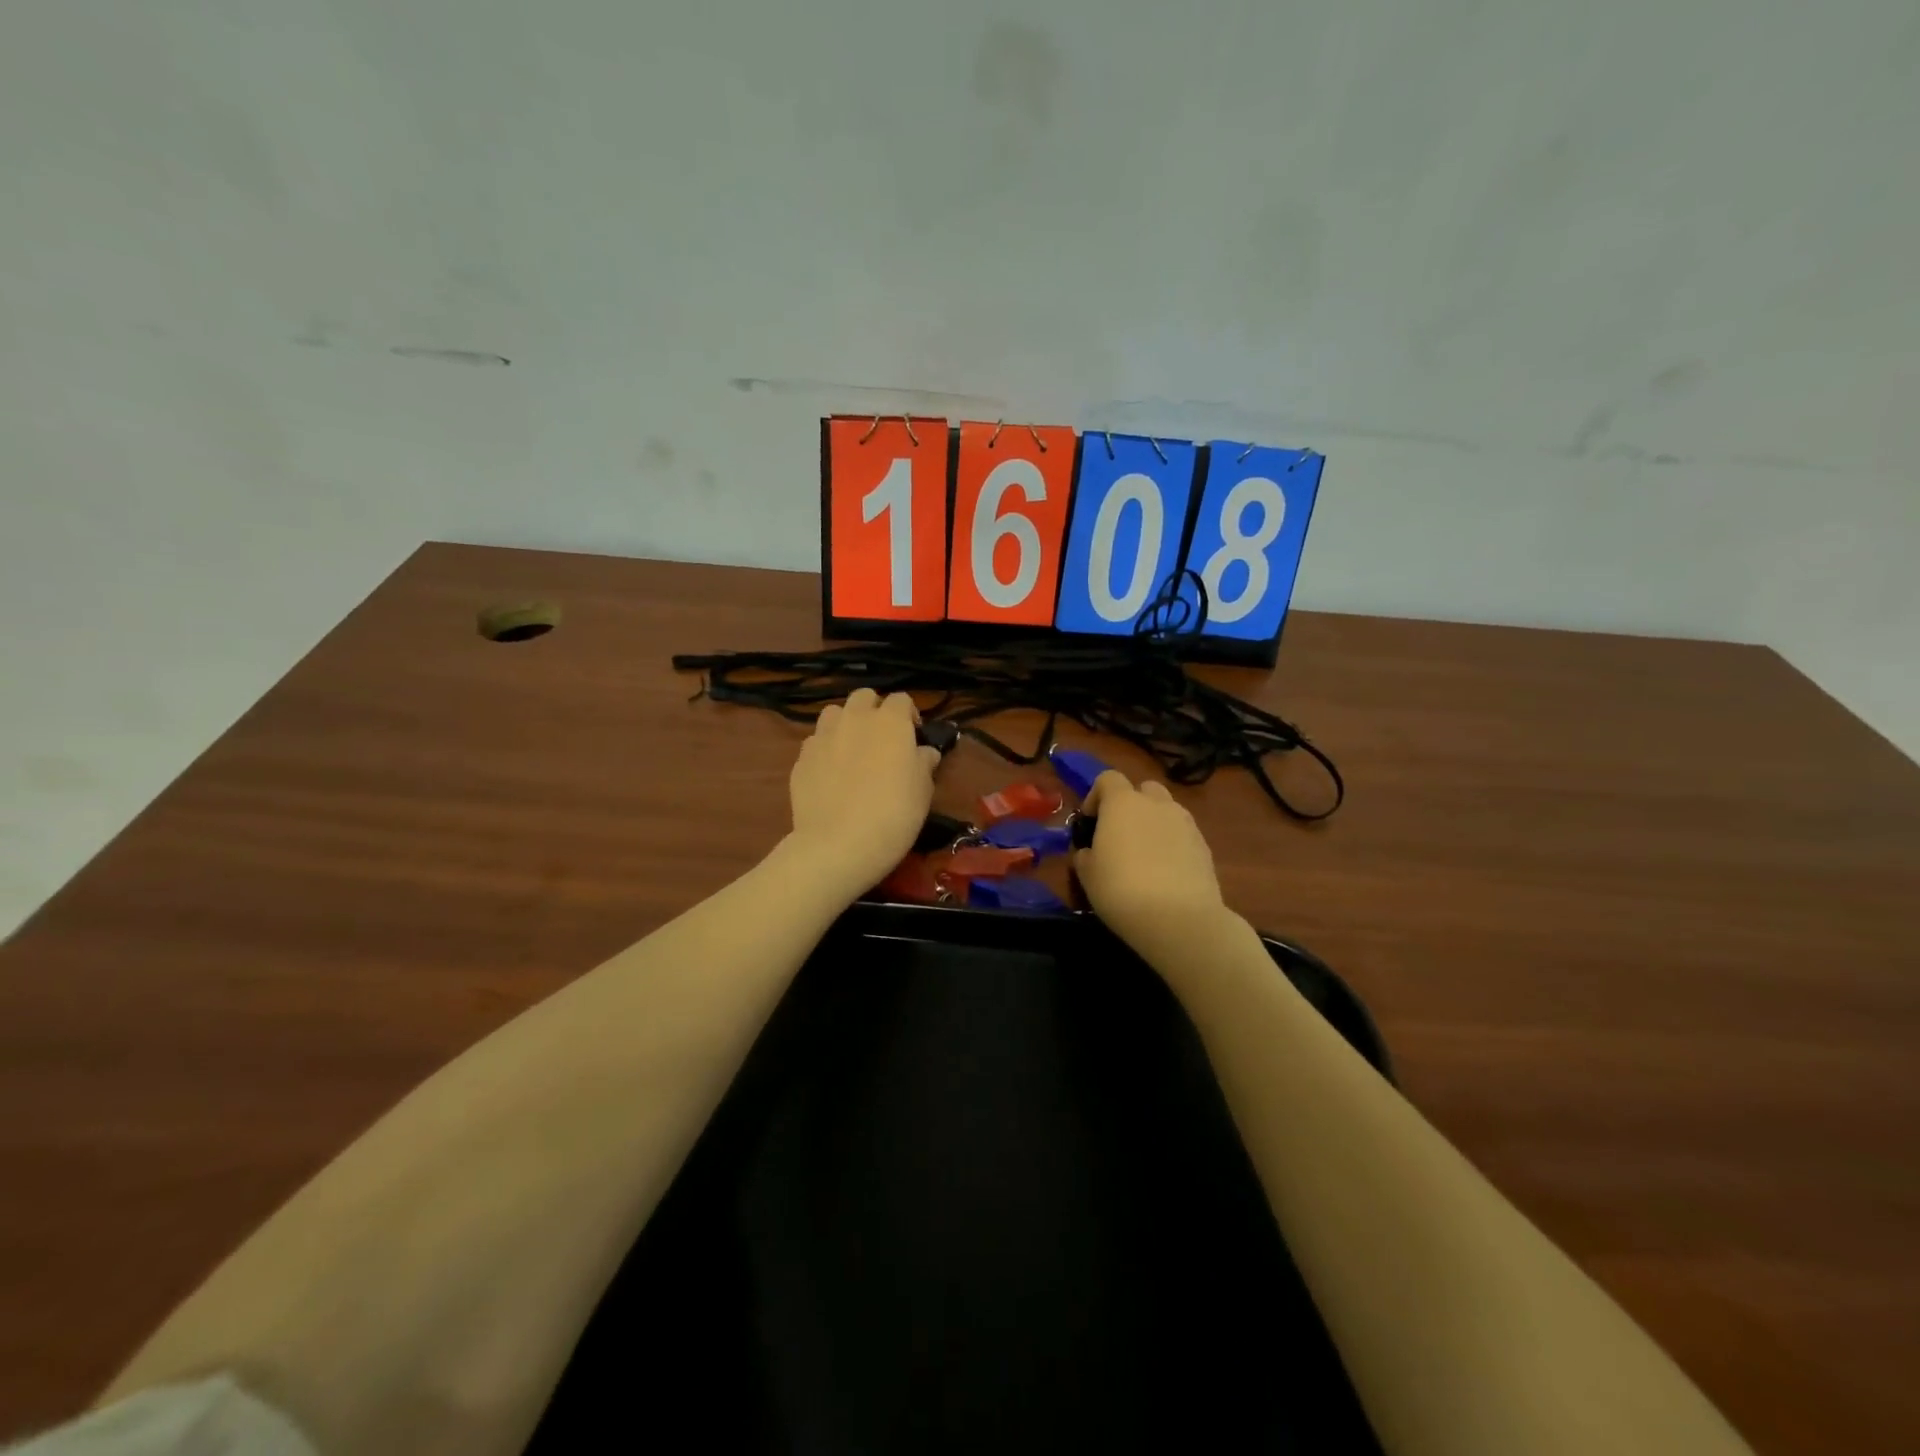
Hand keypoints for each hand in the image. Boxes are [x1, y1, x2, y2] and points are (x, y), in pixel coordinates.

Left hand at [787, 689, 940, 899]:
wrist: (839, 844)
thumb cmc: (894, 815)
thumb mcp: (923, 791)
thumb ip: (923, 763)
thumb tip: (924, 752)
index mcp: (890, 722)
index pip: (902, 700)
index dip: (909, 715)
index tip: (914, 737)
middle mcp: (855, 719)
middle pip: (864, 697)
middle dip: (874, 710)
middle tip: (882, 739)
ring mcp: (823, 736)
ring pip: (834, 713)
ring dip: (846, 723)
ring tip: (852, 750)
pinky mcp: (801, 758)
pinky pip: (815, 742)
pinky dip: (825, 749)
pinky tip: (830, 773)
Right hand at [1074, 771, 1230, 953]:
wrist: (1179, 919)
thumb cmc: (1121, 890)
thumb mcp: (1087, 875)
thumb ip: (1085, 855)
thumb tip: (1089, 852)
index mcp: (1122, 803)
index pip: (1108, 779)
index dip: (1096, 795)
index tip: (1090, 821)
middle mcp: (1156, 804)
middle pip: (1143, 789)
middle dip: (1132, 804)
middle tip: (1121, 834)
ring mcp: (1185, 823)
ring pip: (1167, 811)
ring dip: (1154, 823)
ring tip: (1146, 855)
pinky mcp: (1204, 846)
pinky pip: (1183, 834)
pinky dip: (1173, 844)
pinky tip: (1166, 872)